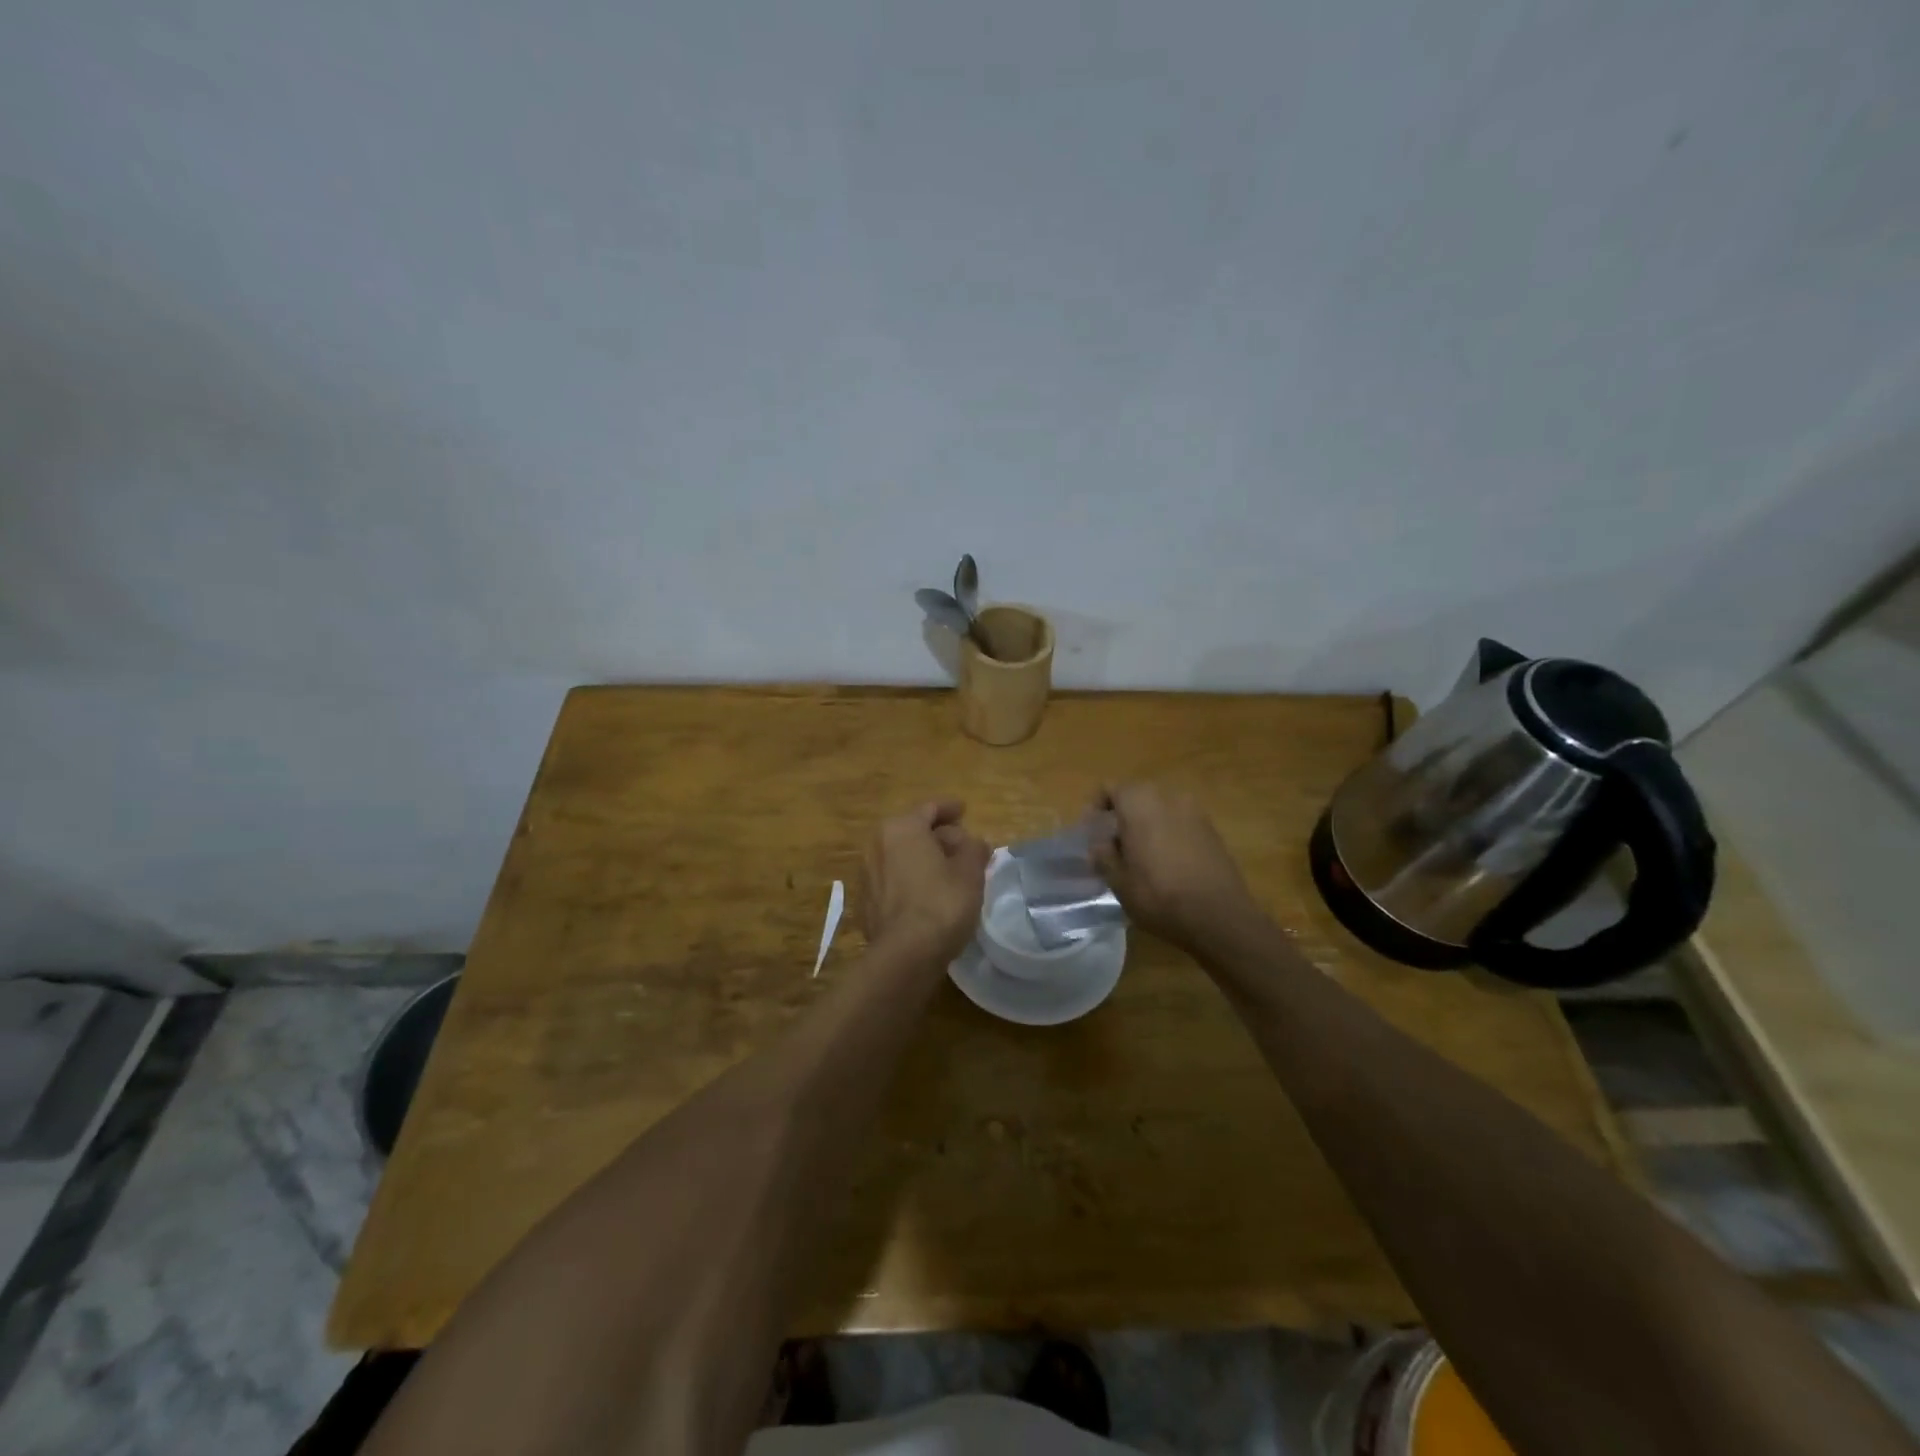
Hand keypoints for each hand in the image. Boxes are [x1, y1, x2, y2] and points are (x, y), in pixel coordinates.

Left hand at [859, 800, 990, 963]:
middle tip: (962, 846)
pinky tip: (928, 894)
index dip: (950, 808)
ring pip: (901, 857)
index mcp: (901, 828)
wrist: (904, 955)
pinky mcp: (866, 902)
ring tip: (947, 871)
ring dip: (923, 859)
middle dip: (938, 836)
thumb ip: (974, 849)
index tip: (964, 810)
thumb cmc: (941, 903)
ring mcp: (867, 875)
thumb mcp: (970, 872)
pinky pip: (893, 880)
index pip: (929, 809)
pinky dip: (911, 880)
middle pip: (913, 832)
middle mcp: (878, 844)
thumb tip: (974, 842)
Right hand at [1089, 783, 1261, 952]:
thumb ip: (1104, 857)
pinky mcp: (1213, 831)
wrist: (1220, 917)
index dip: (1097, 807)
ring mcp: (1195, 812)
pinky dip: (1168, 835)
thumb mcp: (1119, 882)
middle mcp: (1168, 797)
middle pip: (1137, 796)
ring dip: (1147, 825)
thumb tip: (1099, 846)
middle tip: (1112, 845)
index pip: (1111, 789)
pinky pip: (1181, 824)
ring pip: (1160, 810)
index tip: (1091, 832)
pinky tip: (1166, 864)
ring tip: (1140, 856)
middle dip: (1122, 816)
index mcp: (1140, 803)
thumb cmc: (1159, 895)